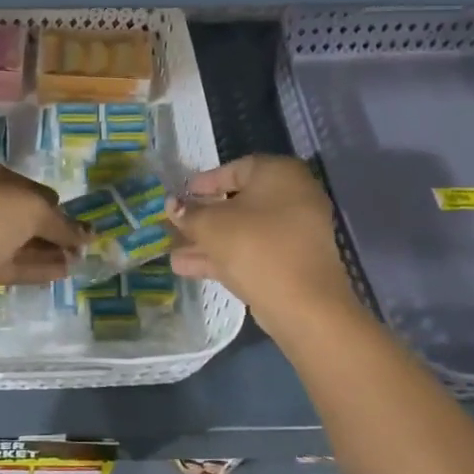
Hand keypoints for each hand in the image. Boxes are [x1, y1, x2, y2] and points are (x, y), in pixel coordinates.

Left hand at [0, 154, 83, 310]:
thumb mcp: (30, 207)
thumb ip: (61, 221)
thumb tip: (86, 233)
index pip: (10, 177)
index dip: (40, 192)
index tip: (63, 205)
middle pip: (11, 210)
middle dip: (46, 225)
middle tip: (76, 236)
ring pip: (10, 239)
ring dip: (44, 247)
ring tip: (78, 257)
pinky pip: (6, 262)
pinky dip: (34, 265)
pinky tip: (64, 270)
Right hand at [166, 155, 354, 330]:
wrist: (303, 304)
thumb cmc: (254, 246)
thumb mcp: (211, 225)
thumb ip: (188, 213)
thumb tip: (172, 205)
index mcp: (279, 174)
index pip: (236, 169)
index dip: (204, 182)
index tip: (181, 194)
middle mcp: (292, 197)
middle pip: (237, 203)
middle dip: (202, 216)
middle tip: (174, 224)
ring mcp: (293, 233)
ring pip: (242, 230)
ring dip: (207, 240)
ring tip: (171, 250)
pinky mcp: (289, 262)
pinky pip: (251, 251)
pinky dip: (222, 256)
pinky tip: (185, 267)